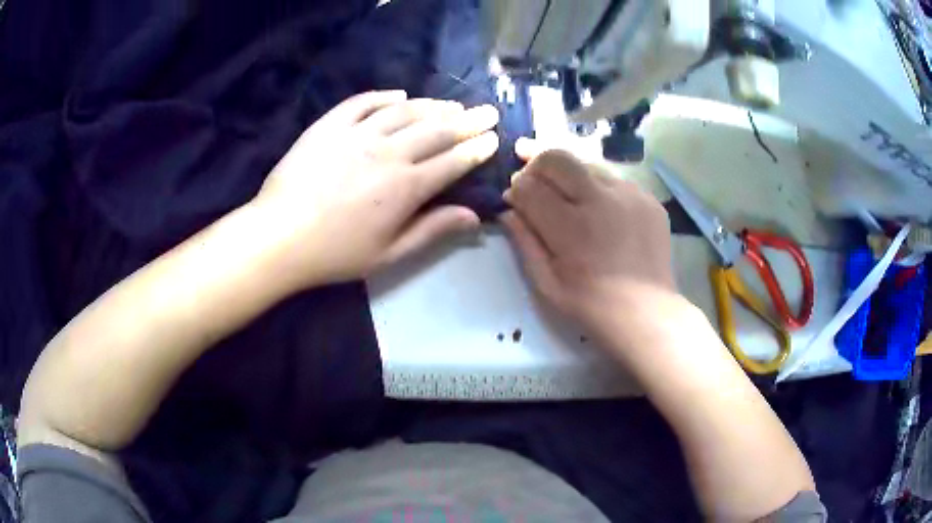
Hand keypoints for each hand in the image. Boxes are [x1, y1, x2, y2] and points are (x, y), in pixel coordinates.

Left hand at [251, 90, 499, 287]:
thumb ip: (432, 230)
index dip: (477, 149)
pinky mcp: (330, 125)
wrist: (279, 236)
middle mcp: (389, 152)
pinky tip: (400, 95)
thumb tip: (474, 217)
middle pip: (437, 129)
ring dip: (433, 105)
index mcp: (406, 186)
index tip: (493, 138)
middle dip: (468, 120)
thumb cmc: (335, 252)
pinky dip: (384, 96)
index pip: (453, 161)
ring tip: (452, 104)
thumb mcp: (389, 254)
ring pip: (405, 111)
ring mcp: (358, 133)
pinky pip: (363, 102)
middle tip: (487, 111)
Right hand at [501, 141, 677, 344]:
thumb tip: (507, 210)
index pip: (529, 187)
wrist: (647, 313)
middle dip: (536, 163)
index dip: (515, 189)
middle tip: (531, 178)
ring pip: (587, 163)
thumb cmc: (591, 305)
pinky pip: (614, 180)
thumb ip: (524, 241)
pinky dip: (598, 188)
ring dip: (569, 175)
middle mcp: (601, 200)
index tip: (513, 198)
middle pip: (557, 158)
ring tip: (566, 195)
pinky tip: (599, 210)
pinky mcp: (649, 199)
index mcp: (572, 226)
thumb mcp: (546, 283)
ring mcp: (630, 195)